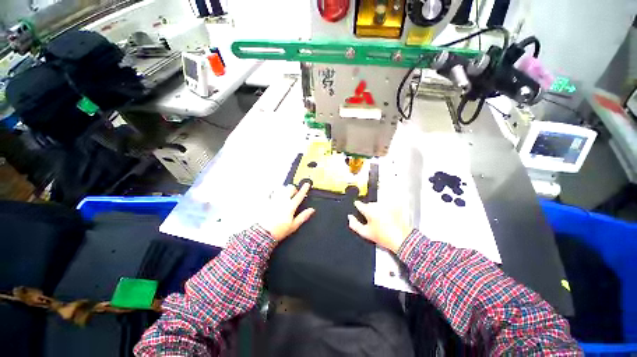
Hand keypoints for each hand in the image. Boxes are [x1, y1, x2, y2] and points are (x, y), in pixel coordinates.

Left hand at [259, 183, 314, 241]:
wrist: (262, 233)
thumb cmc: (279, 230)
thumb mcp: (294, 225)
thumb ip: (303, 216)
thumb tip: (312, 210)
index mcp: (291, 206)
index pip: (300, 195)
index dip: (304, 189)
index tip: (307, 184)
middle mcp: (282, 200)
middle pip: (290, 188)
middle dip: (293, 189)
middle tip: (294, 193)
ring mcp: (273, 199)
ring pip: (280, 188)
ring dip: (284, 189)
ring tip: (284, 194)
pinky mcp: (265, 201)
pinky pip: (270, 192)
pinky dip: (273, 192)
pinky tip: (273, 196)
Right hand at [348, 201, 411, 253]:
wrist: (402, 239)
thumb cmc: (384, 237)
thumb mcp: (365, 233)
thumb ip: (354, 224)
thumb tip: (350, 218)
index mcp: (368, 210)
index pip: (358, 204)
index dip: (357, 206)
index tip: (357, 208)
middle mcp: (377, 205)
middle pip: (368, 204)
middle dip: (368, 210)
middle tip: (371, 220)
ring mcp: (387, 205)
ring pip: (377, 205)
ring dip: (377, 210)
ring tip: (380, 221)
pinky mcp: (395, 206)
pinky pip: (386, 206)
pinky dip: (385, 210)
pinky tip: (387, 218)